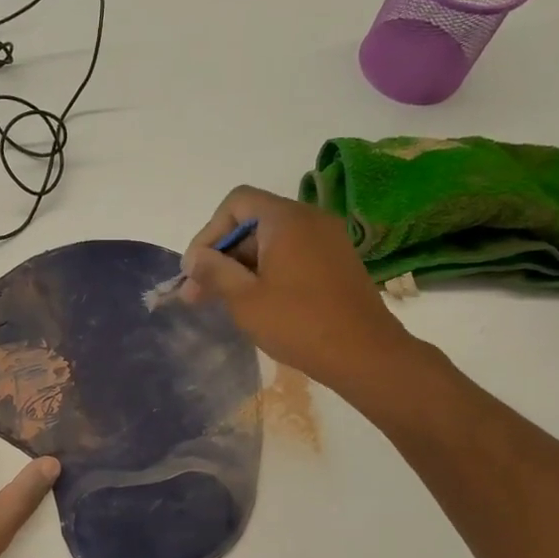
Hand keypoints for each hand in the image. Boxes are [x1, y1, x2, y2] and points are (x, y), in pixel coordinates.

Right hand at [180, 186, 420, 391]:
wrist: (365, 354)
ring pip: (272, 241)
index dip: (209, 233)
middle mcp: (310, 219)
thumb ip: (214, 271)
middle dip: (222, 255)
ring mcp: (328, 240)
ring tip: (222, 302)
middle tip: (198, 294)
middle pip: (253, 222)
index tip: (195, 270)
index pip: (236, 203)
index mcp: (286, 219)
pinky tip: (255, 303)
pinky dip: (268, 271)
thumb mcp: (245, 299)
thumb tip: (193, 258)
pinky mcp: (337, 262)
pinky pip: (292, 254)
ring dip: (242, 267)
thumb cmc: (299, 323)